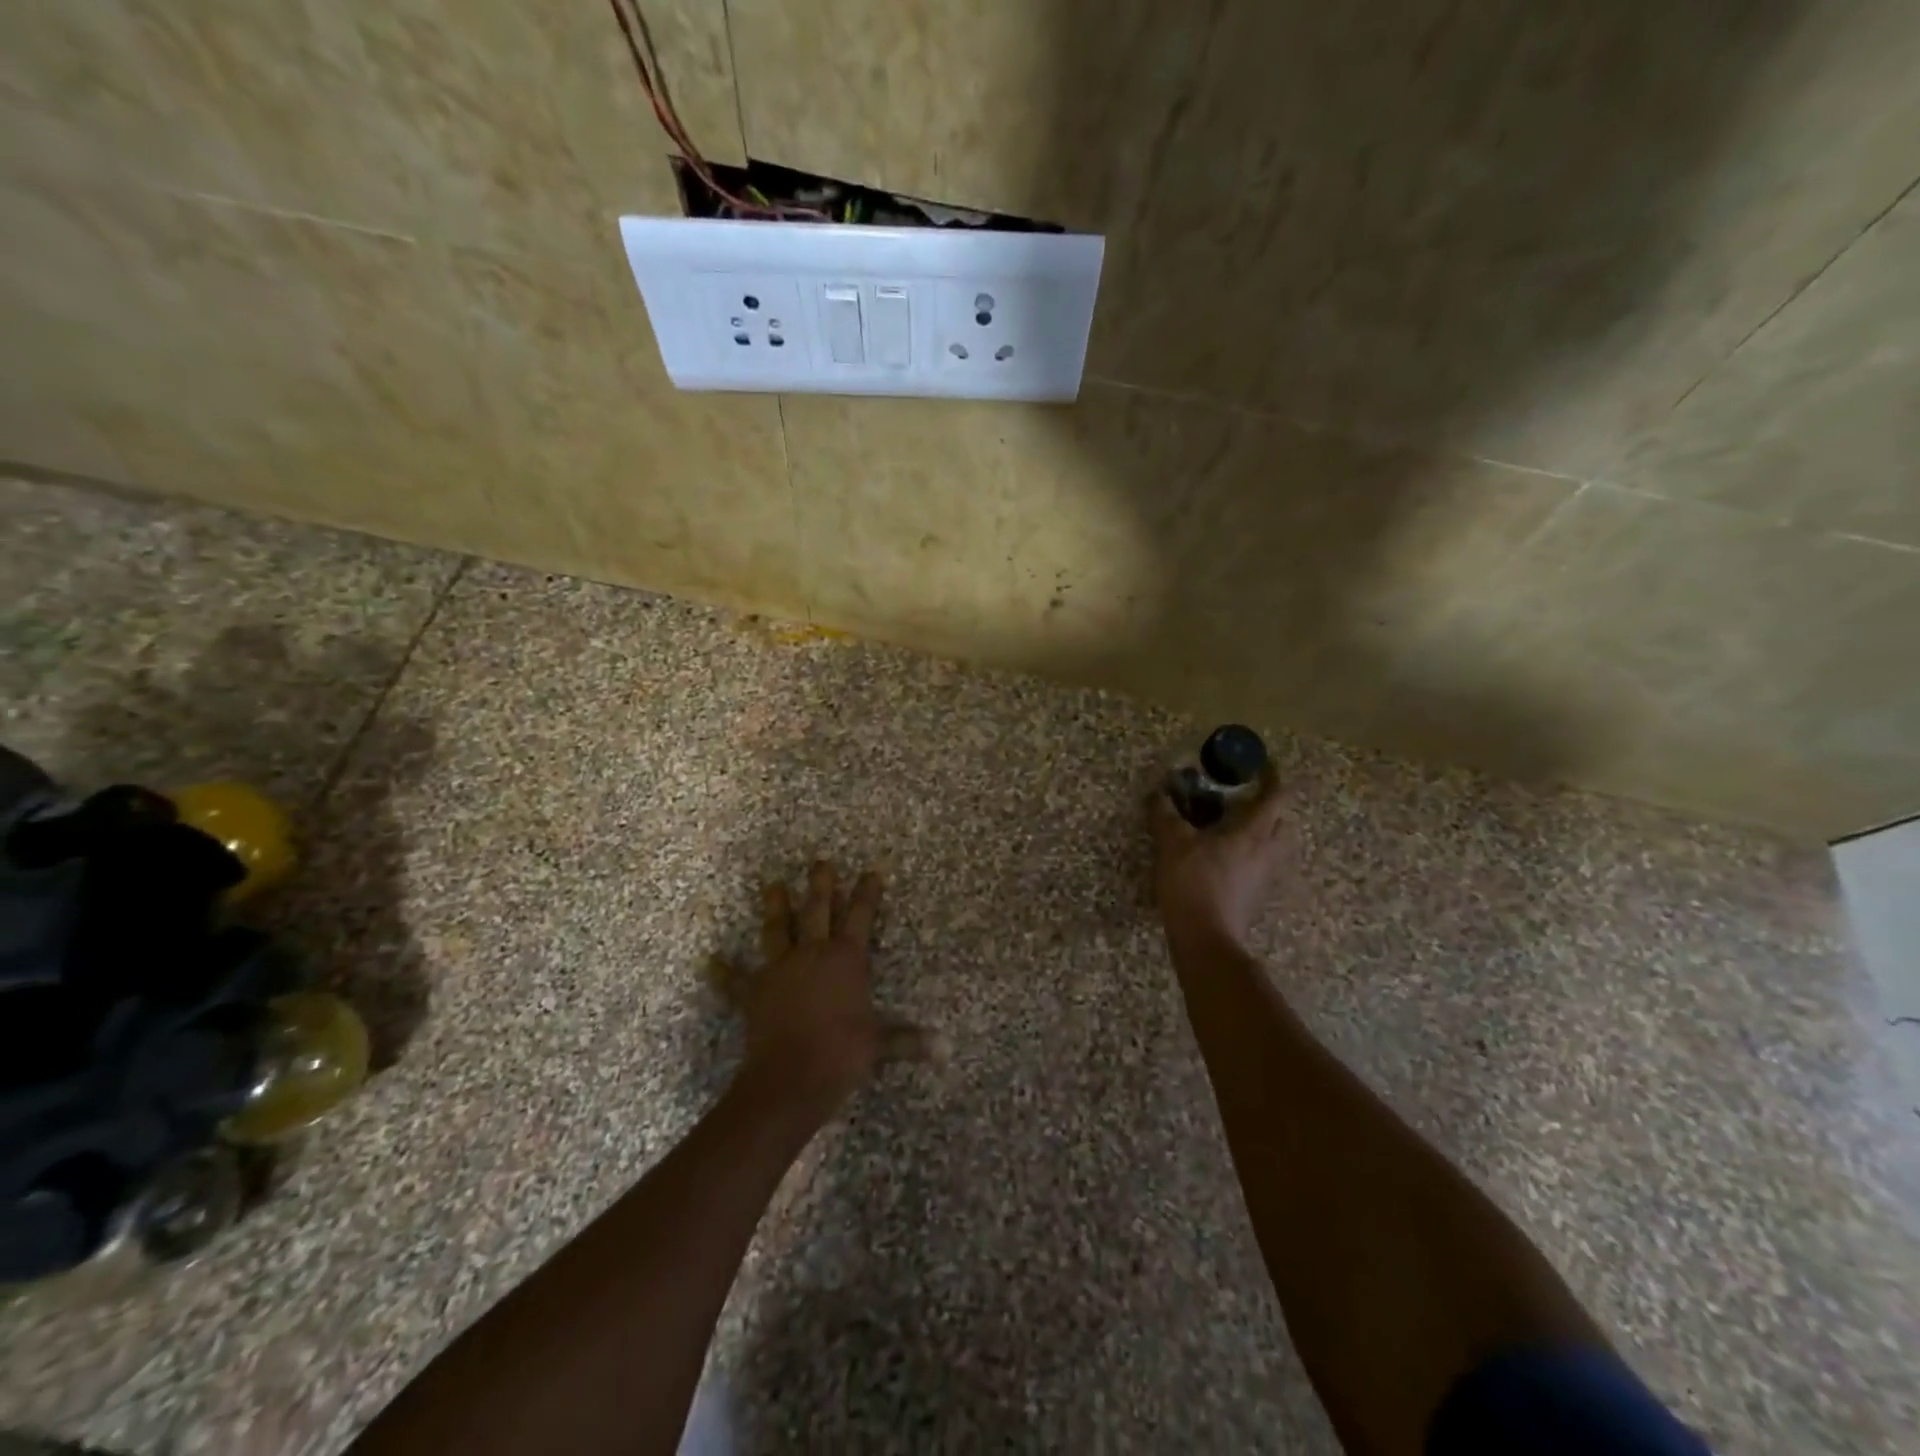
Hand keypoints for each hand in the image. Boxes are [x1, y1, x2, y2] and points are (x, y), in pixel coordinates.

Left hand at [708, 862, 943, 1114]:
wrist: (791, 1077)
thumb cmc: (841, 1053)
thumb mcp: (880, 1044)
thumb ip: (909, 1041)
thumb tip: (945, 1050)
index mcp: (845, 959)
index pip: (860, 917)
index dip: (867, 894)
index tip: (872, 872)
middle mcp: (812, 954)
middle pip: (817, 910)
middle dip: (820, 885)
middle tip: (820, 862)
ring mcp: (779, 969)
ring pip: (777, 929)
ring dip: (775, 907)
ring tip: (772, 885)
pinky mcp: (753, 992)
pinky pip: (735, 980)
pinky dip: (724, 972)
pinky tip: (711, 962)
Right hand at [1149, 775, 1293, 949]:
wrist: (1206, 939)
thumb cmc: (1193, 884)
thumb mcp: (1172, 843)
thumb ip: (1165, 814)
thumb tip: (1158, 793)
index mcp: (1253, 833)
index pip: (1276, 797)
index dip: (1273, 777)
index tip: (1262, 765)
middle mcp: (1268, 853)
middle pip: (1283, 822)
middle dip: (1270, 807)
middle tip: (1245, 799)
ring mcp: (1266, 878)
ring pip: (1274, 847)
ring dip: (1261, 833)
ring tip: (1233, 829)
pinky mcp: (1257, 898)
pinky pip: (1261, 867)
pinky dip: (1250, 856)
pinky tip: (1225, 859)